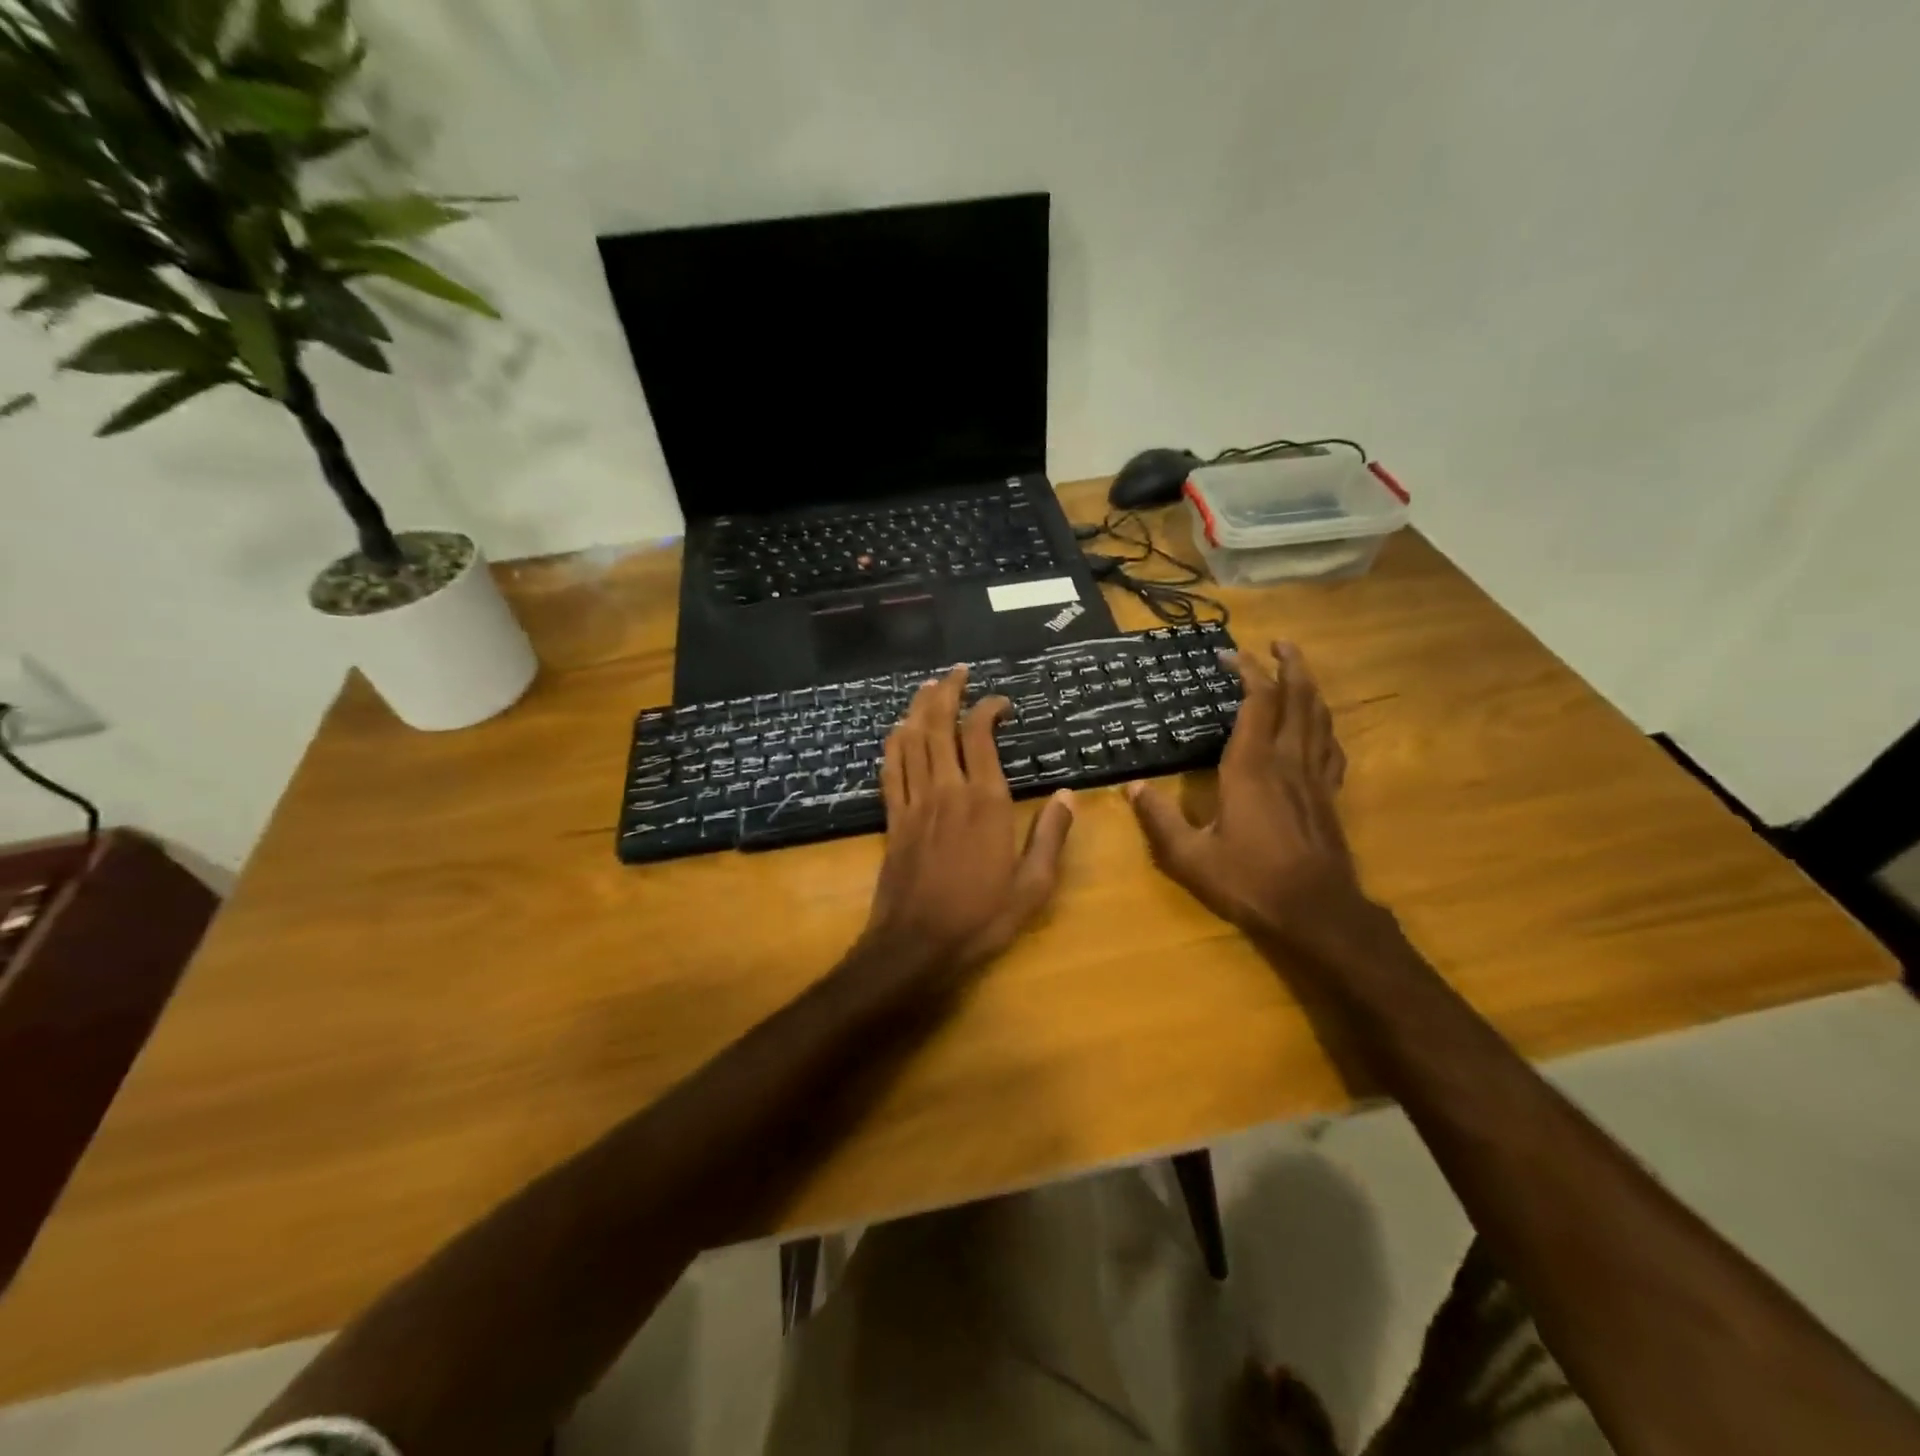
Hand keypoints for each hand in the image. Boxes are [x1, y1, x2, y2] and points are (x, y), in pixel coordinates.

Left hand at [857, 667, 1075, 985]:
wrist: (916, 945)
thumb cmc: (981, 918)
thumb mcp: (1033, 886)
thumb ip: (1050, 836)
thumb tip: (1069, 796)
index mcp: (986, 802)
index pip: (982, 736)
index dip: (989, 708)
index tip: (1002, 702)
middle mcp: (948, 790)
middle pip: (940, 725)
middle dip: (947, 692)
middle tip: (957, 671)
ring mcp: (915, 801)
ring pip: (912, 739)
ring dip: (918, 708)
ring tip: (928, 687)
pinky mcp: (893, 817)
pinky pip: (890, 768)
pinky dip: (894, 742)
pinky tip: (898, 730)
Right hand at [1126, 642, 1363, 943]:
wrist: (1317, 913)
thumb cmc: (1250, 881)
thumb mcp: (1190, 857)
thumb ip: (1159, 819)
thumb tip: (1132, 787)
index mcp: (1251, 768)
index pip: (1256, 703)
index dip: (1247, 672)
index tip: (1228, 656)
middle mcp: (1287, 761)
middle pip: (1297, 698)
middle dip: (1289, 664)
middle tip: (1278, 642)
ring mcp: (1314, 778)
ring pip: (1319, 717)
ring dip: (1309, 687)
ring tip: (1298, 669)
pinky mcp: (1329, 796)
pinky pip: (1331, 747)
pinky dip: (1324, 725)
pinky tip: (1318, 726)